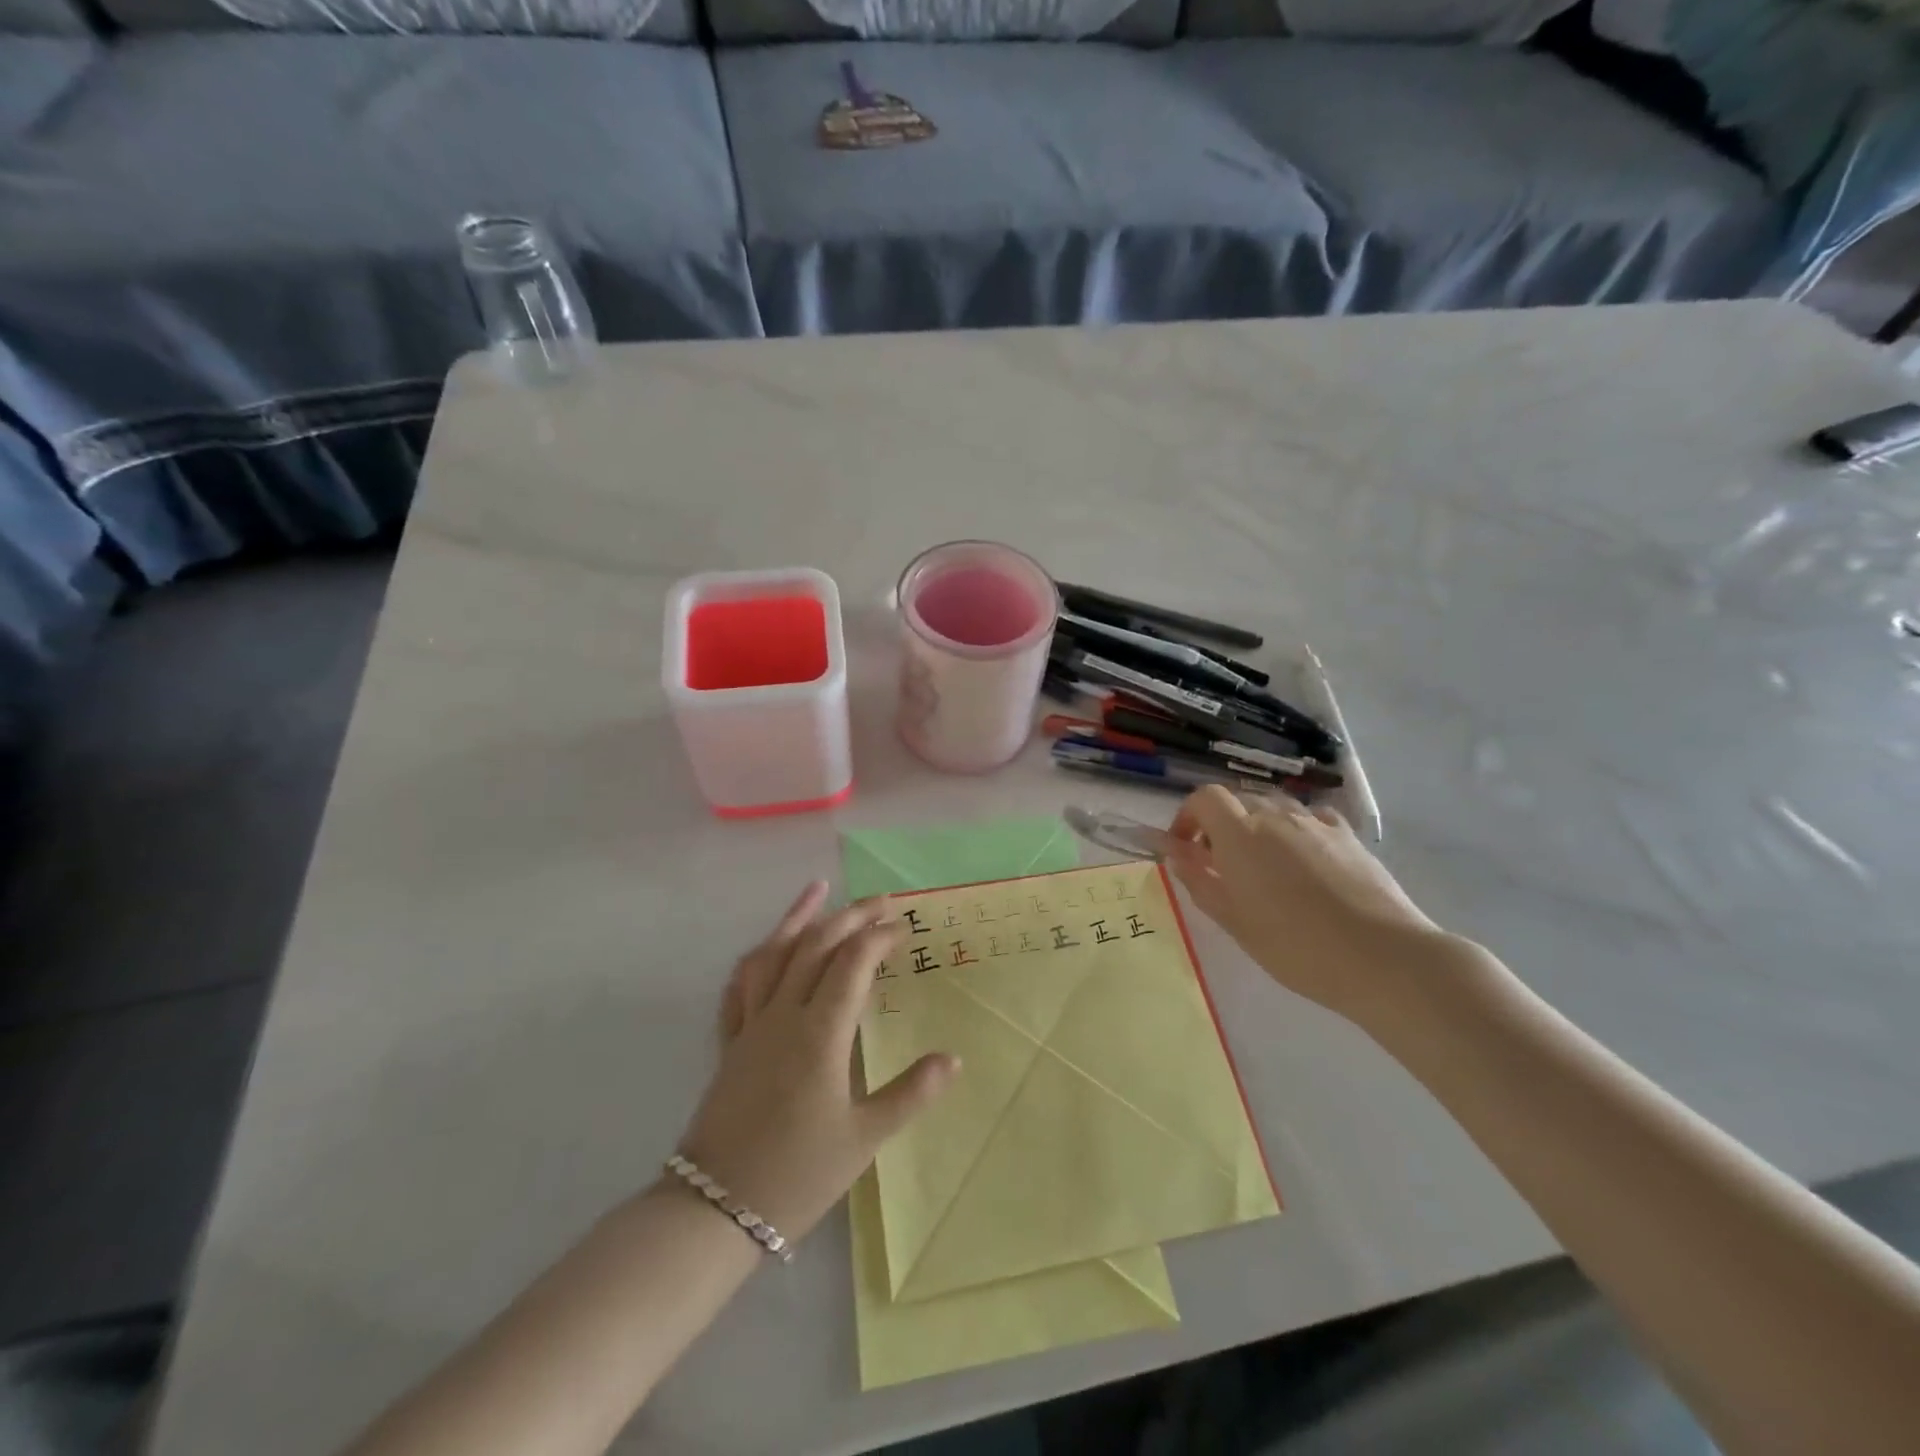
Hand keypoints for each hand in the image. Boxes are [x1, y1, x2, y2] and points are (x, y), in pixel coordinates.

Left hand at [677, 881, 959, 1243]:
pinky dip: (758, 957)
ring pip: (774, 954)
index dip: (880, 938)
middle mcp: (783, 1014)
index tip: (905, 927)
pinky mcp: (730, 1043)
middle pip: (816, 946)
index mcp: (820, 1032)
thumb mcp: (863, 1139)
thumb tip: (952, 1059)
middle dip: (851, 917)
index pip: (853, 963)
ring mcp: (751, 1025)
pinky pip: (741, 985)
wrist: (713, 1210)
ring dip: (798, 918)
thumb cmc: (797, 1174)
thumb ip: (909, 1093)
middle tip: (882, 901)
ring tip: (818, 890)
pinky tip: (766, 947)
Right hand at [1168, 786, 1449, 1025]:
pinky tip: (1304, 859)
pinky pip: (1310, 818)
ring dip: (1257, 827)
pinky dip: (1295, 830)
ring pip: (1274, 808)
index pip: (1203, 798)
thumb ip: (1197, 879)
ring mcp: (1314, 823)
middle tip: (1220, 866)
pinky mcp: (1347, 836)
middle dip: (1220, 825)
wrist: (1382, 956)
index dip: (1187, 817)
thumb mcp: (1233, 919)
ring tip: (1263, 866)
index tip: (1185, 848)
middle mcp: (1274, 817)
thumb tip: (1171, 852)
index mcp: (1239, 834)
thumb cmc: (1294, 945)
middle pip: (1237, 801)